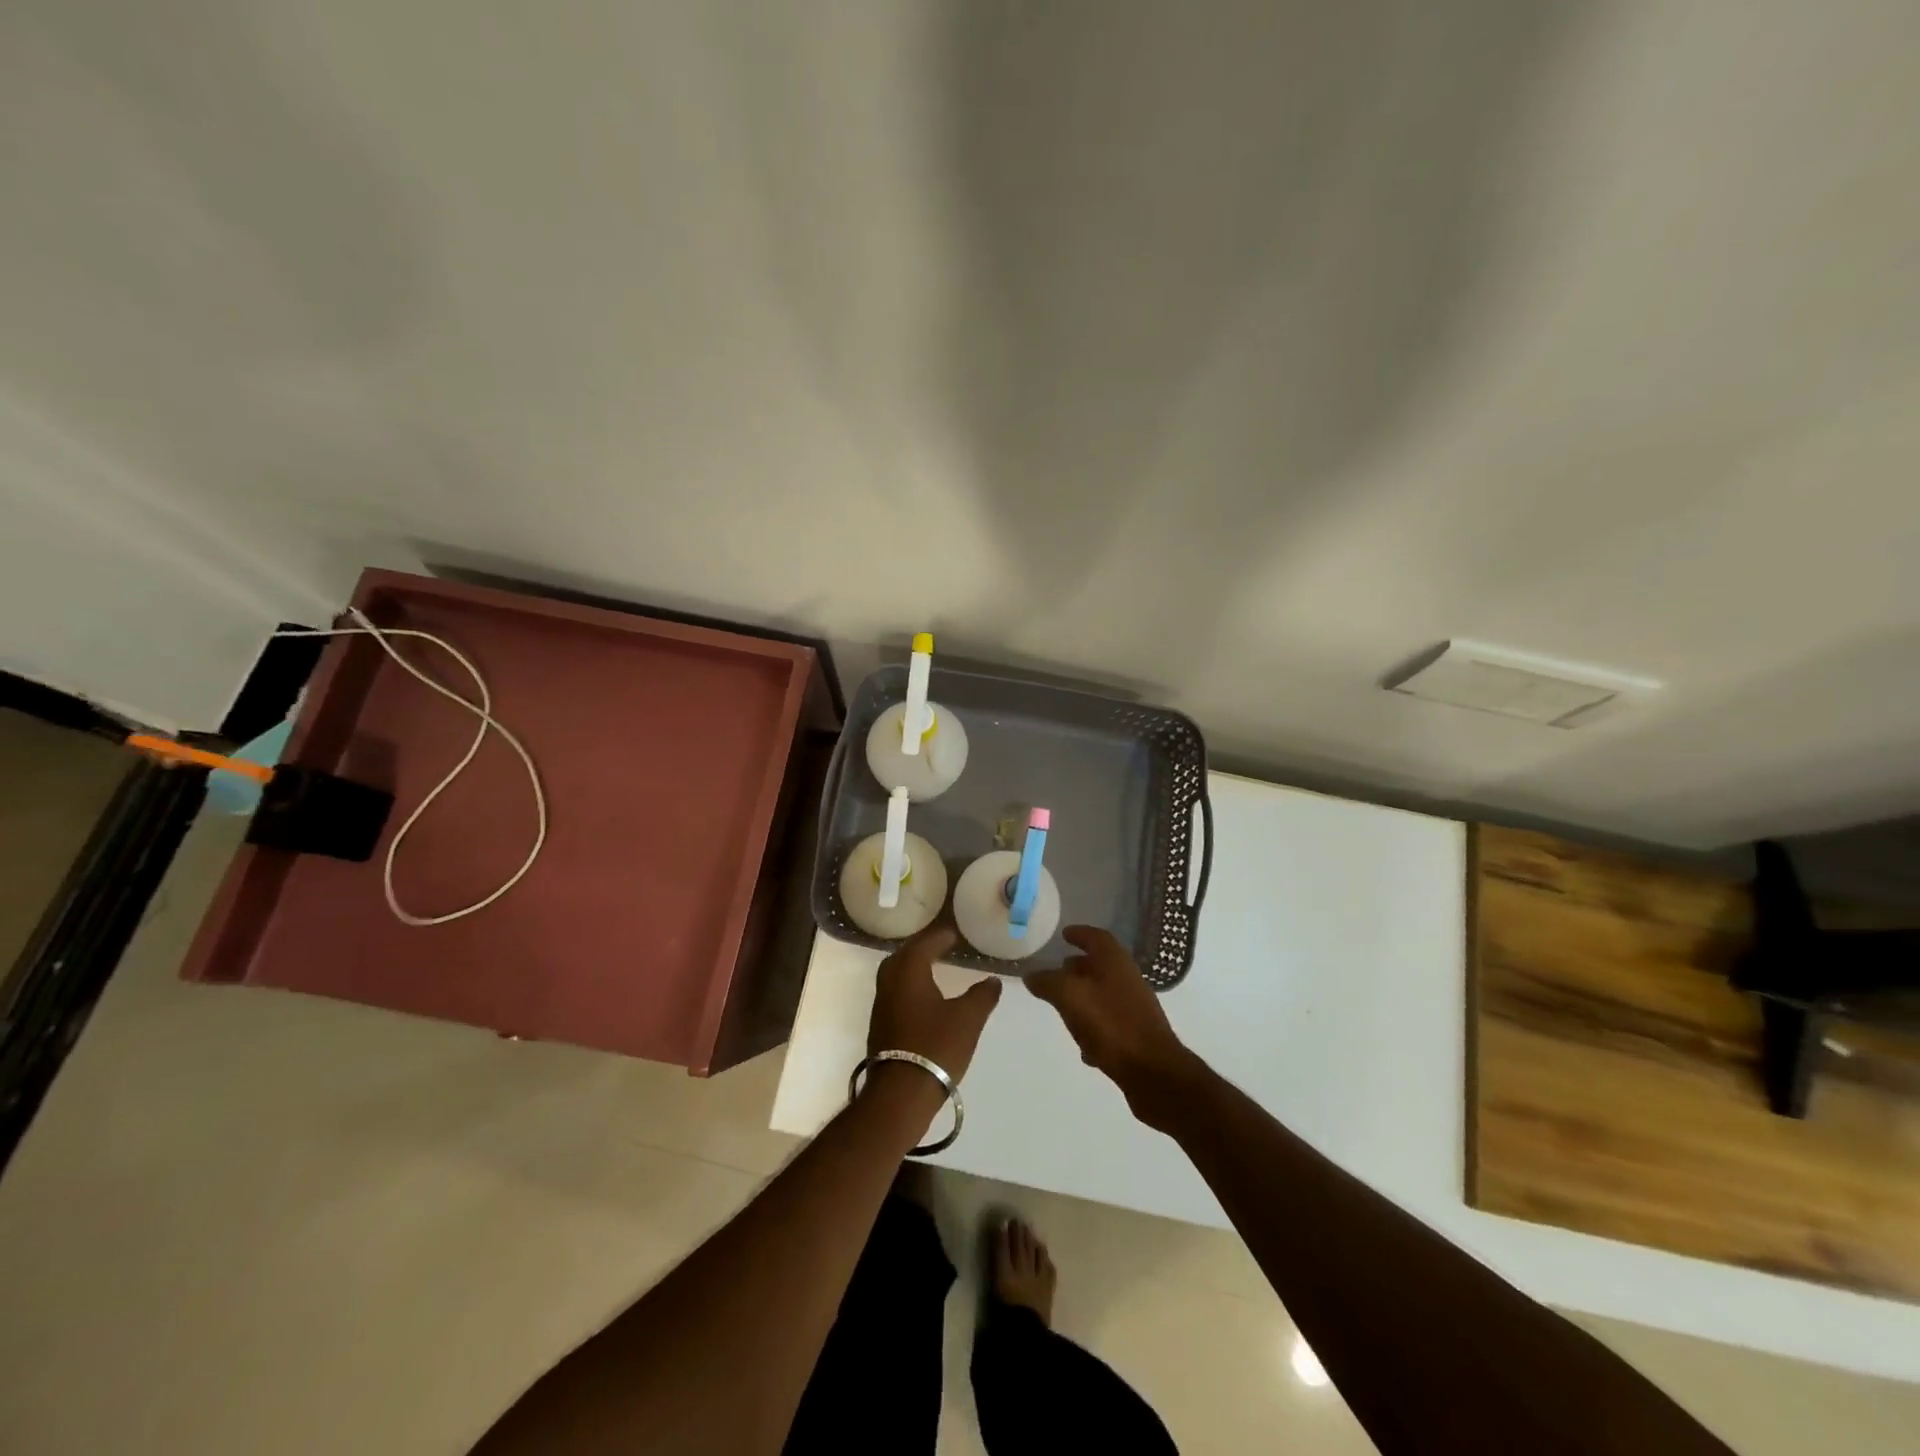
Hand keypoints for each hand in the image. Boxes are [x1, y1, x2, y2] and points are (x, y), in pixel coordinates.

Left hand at [867, 925, 1002, 1091]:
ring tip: (933, 967)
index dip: (941, 937)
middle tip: (942, 946)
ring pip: (896, 974)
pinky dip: (909, 985)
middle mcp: (890, 982)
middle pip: (904, 955)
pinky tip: (923, 997)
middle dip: (922, 947)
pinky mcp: (880, 1025)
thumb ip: (983, 995)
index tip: (955, 934)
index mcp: (909, 972)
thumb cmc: (936, 1046)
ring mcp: (881, 1005)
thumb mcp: (968, 1019)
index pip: (924, 944)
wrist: (901, 1093)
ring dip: (913, 966)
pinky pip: (894, 992)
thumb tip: (993, 980)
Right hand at [1026, 925, 1201, 1129]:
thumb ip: (1048, 982)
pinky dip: (1094, 1026)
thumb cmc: (1110, 1023)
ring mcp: (1135, 1007)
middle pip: (1101, 965)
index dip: (1079, 933)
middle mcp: (1128, 979)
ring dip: (1084, 997)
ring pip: (1104, 994)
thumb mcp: (1069, 996)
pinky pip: (1110, 1022)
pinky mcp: (1137, 1034)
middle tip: (1057, 972)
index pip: (1096, 937)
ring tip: (1063, 1007)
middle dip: (1078, 967)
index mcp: (1114, 961)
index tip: (1064, 934)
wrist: (1152, 1071)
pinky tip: (1083, 1045)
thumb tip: (1032, 975)